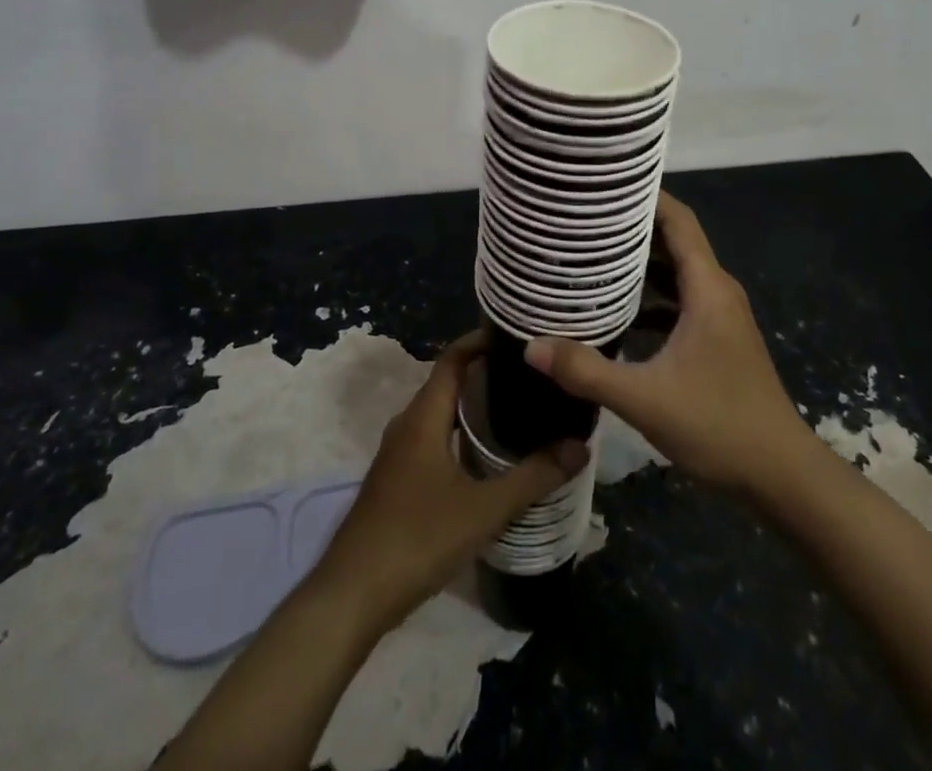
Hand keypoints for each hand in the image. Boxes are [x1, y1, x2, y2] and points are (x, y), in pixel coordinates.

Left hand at [309, 331, 587, 633]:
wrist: (351, 596)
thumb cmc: (417, 539)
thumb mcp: (483, 509)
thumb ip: (533, 477)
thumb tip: (580, 445)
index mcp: (424, 416)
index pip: (453, 357)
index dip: (481, 340)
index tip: (517, 336)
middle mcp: (407, 424)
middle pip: (448, 382)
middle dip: (486, 373)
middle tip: (530, 376)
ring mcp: (398, 453)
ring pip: (440, 414)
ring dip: (472, 406)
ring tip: (517, 410)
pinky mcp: (396, 480)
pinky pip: (433, 438)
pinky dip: (459, 433)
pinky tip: (485, 457)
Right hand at [525, 193, 810, 496]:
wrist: (781, 475)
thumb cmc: (719, 425)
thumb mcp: (646, 399)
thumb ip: (587, 371)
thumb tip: (531, 346)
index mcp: (708, 288)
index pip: (678, 220)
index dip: (646, 197)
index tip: (604, 185)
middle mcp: (716, 291)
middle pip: (673, 241)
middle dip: (631, 226)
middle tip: (583, 218)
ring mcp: (719, 315)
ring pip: (675, 272)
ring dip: (639, 262)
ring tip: (590, 254)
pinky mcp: (716, 338)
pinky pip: (679, 300)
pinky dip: (649, 295)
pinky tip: (615, 308)